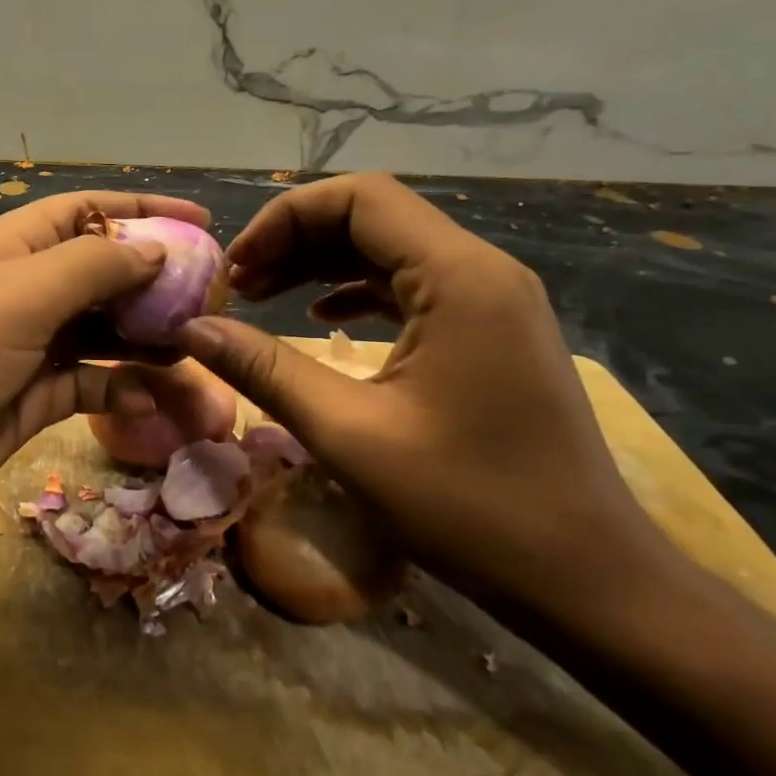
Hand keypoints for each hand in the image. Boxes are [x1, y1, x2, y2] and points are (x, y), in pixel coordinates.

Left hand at [0, 191, 207, 578]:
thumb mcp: (13, 300)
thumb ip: (89, 269)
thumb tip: (154, 250)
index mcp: (9, 251)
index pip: (86, 213)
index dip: (142, 212)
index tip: (204, 223)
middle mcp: (19, 294)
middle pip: (101, 274)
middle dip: (156, 283)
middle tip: (214, 302)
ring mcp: (23, 351)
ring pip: (102, 334)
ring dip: (148, 342)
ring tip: (200, 354)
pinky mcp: (25, 403)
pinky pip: (88, 385)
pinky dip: (122, 389)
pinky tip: (156, 400)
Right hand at [178, 172, 678, 624]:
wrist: (584, 578)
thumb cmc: (467, 505)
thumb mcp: (347, 433)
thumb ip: (264, 369)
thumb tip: (191, 328)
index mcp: (458, 277)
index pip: (358, 198)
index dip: (283, 219)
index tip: (235, 268)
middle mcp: (481, 271)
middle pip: (372, 217)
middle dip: (294, 241)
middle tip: (237, 287)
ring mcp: (491, 302)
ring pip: (389, 251)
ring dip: (319, 265)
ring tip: (260, 298)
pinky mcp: (489, 333)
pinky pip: (410, 287)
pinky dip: (354, 292)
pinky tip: (318, 322)